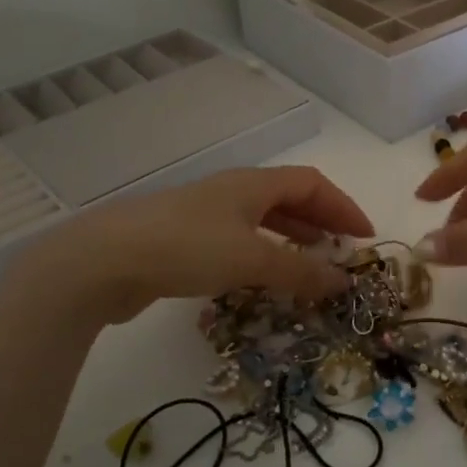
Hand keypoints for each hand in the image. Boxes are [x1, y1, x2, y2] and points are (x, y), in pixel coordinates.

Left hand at [0, 167, 373, 326]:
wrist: (101, 262)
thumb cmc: (185, 248)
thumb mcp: (251, 259)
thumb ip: (300, 271)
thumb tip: (344, 282)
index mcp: (252, 184)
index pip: (312, 184)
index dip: (343, 206)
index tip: (365, 237)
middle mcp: (232, 192)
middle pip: (289, 198)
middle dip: (321, 222)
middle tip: (344, 251)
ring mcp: (205, 215)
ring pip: (263, 221)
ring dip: (293, 239)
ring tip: (312, 264)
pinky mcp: (184, 241)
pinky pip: (239, 241)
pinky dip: (263, 255)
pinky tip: (264, 278)